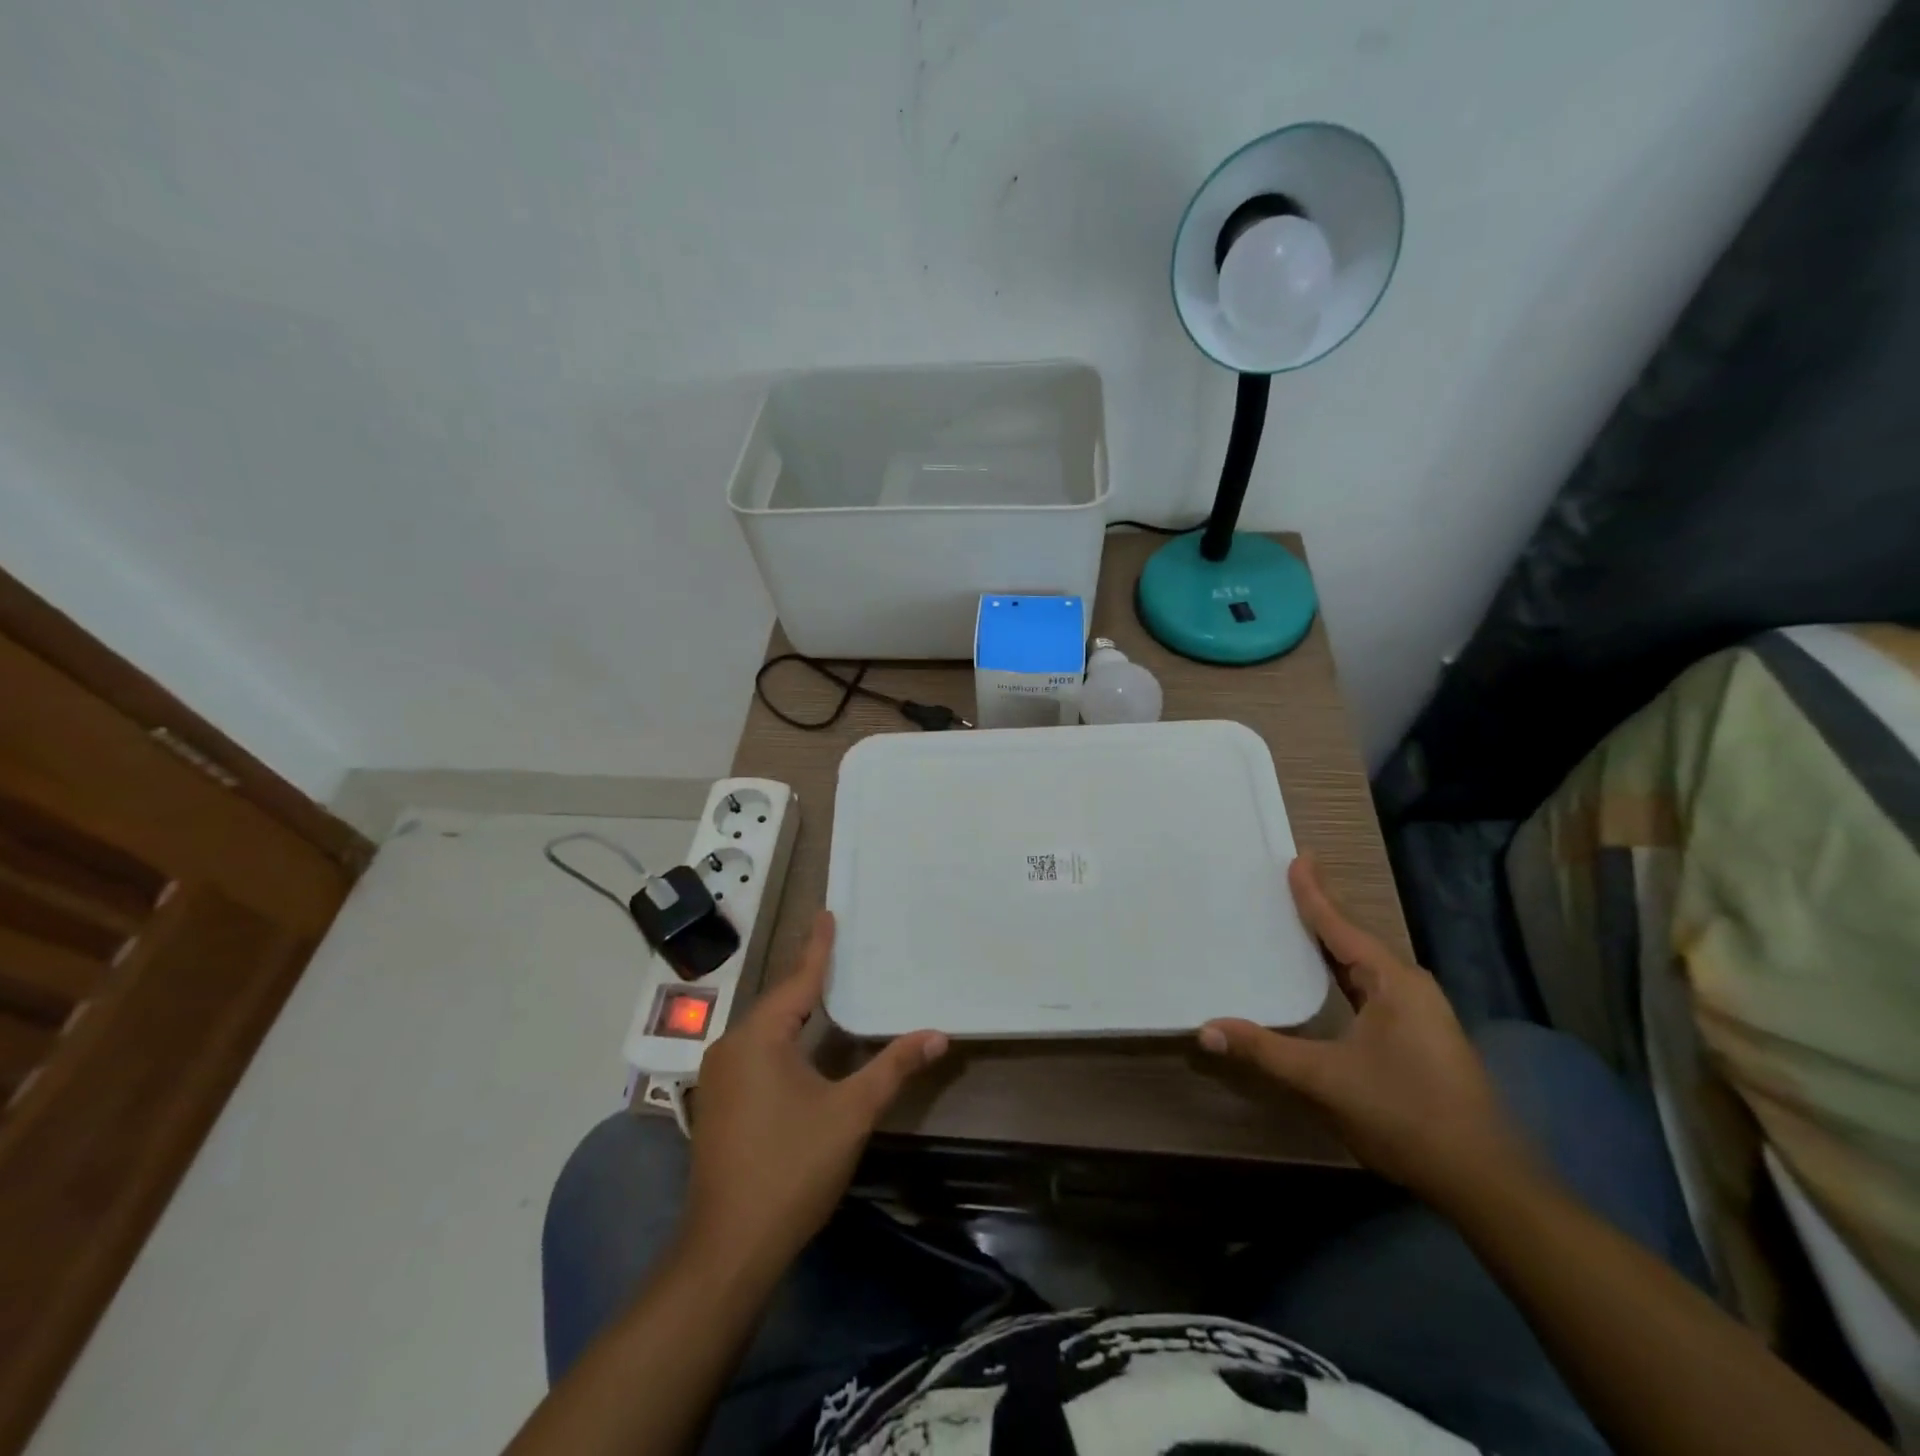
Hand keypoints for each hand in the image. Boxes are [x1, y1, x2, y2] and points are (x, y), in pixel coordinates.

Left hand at [680, 911, 946, 1273]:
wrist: (729, 1249)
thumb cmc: (791, 1169)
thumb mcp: (850, 1113)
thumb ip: (892, 1068)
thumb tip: (938, 1034)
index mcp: (759, 1038)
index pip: (798, 980)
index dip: (818, 948)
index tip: (827, 914)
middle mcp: (731, 1047)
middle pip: (778, 1002)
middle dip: (809, 977)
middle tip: (837, 949)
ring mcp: (719, 1078)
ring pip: (765, 1029)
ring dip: (795, 1010)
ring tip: (825, 989)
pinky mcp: (718, 1103)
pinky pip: (755, 1052)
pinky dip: (782, 1038)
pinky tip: (801, 1045)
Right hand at [1199, 858, 1527, 1205]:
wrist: (1483, 1181)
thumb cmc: (1405, 1114)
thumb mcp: (1325, 1080)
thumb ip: (1264, 1051)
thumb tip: (1205, 1029)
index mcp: (1393, 982)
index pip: (1341, 927)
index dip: (1314, 893)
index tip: (1298, 858)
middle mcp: (1409, 987)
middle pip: (1354, 939)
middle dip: (1321, 912)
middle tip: (1289, 882)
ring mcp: (1418, 1013)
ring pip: (1364, 966)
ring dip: (1331, 944)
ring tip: (1299, 922)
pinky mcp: (1417, 1037)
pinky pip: (1370, 988)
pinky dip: (1341, 973)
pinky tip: (1325, 979)